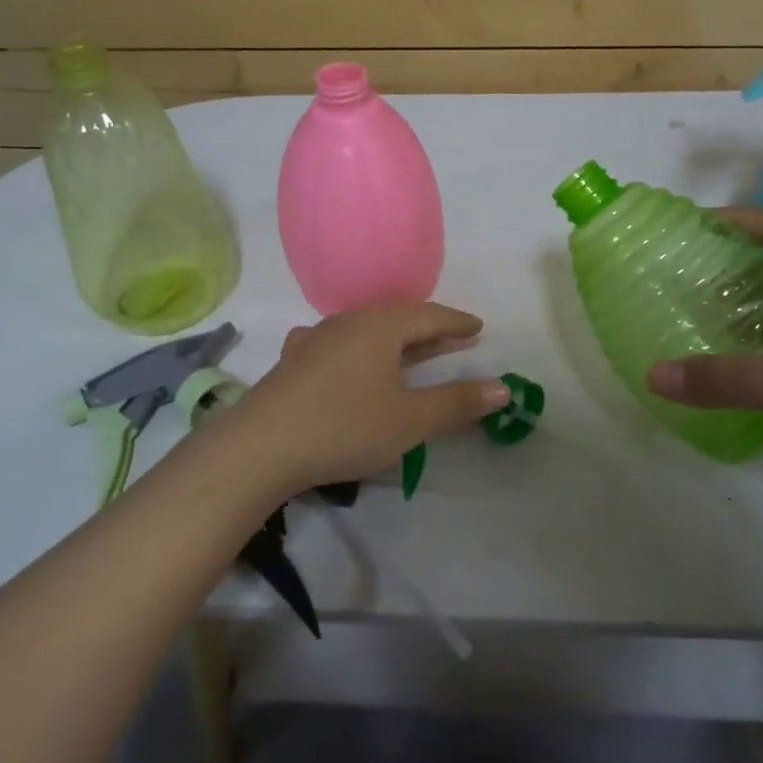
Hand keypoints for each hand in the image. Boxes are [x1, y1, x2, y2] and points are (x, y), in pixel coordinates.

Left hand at [228, 304, 513, 495]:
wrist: (259, 446)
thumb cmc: (344, 427)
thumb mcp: (409, 420)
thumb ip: (456, 402)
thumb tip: (502, 387)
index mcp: (381, 327)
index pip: (429, 316)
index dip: (457, 323)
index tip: (478, 328)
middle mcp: (348, 322)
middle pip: (397, 319)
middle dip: (428, 330)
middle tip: (452, 339)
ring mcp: (315, 339)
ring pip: (365, 330)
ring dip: (392, 339)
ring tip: (407, 351)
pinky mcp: (292, 362)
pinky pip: (337, 344)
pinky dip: (358, 350)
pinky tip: (347, 357)